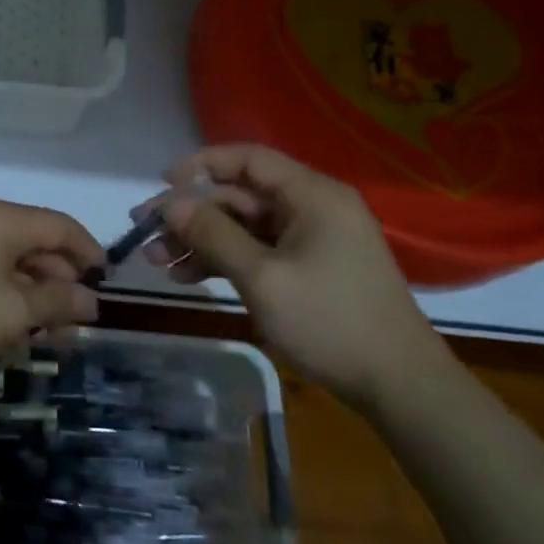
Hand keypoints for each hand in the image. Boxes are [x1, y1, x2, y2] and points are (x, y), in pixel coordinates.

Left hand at [0, 199, 104, 382]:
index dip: (88, 251)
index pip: (60, 225)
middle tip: (73, 320)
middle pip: (33, 239)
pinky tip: (7, 321)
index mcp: (0, 218)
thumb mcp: (14, 312)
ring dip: (30, 289)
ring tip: (43, 331)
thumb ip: (58, 302)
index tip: (104, 281)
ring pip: (6, 255)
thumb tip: (91, 300)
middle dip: (57, 280)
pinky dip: (2, 287)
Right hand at [144, 144, 451, 410]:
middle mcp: (312, 208)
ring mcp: (311, 241)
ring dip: (200, 240)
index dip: (202, 164)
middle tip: (144, 232)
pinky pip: (257, 252)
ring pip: (243, 227)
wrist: (398, 385)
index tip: (162, 183)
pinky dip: (223, 261)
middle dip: (191, 214)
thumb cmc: (330, 321)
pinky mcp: (308, 269)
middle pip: (240, 196)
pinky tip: (187, 277)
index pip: (249, 159)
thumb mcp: (262, 277)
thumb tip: (170, 203)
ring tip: (155, 261)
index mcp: (312, 196)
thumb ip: (213, 234)